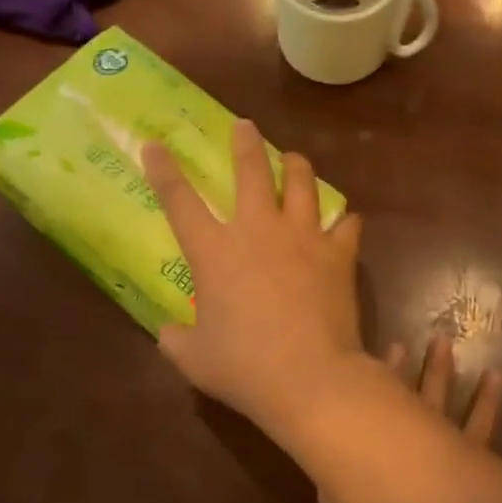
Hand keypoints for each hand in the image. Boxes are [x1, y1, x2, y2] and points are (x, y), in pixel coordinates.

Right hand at [142, 119, 364, 420]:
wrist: (309, 377)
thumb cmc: (244, 367)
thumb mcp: (195, 359)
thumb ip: (176, 340)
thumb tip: (168, 332)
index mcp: (215, 252)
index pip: (180, 201)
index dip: (164, 170)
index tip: (155, 144)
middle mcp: (258, 231)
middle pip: (251, 171)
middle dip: (245, 143)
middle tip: (245, 125)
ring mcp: (303, 237)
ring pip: (303, 183)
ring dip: (297, 166)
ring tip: (295, 159)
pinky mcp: (338, 254)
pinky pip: (346, 225)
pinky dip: (344, 221)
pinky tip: (344, 222)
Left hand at [313, 336, 500, 502]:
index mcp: (454, 499)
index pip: (476, 439)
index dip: (486, 408)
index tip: (496, 374)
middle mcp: (418, 479)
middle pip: (434, 415)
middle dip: (440, 378)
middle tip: (443, 340)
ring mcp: (375, 479)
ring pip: (390, 416)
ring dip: (397, 382)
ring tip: (402, 343)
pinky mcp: (337, 488)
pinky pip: (343, 436)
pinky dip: (348, 411)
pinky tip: (349, 382)